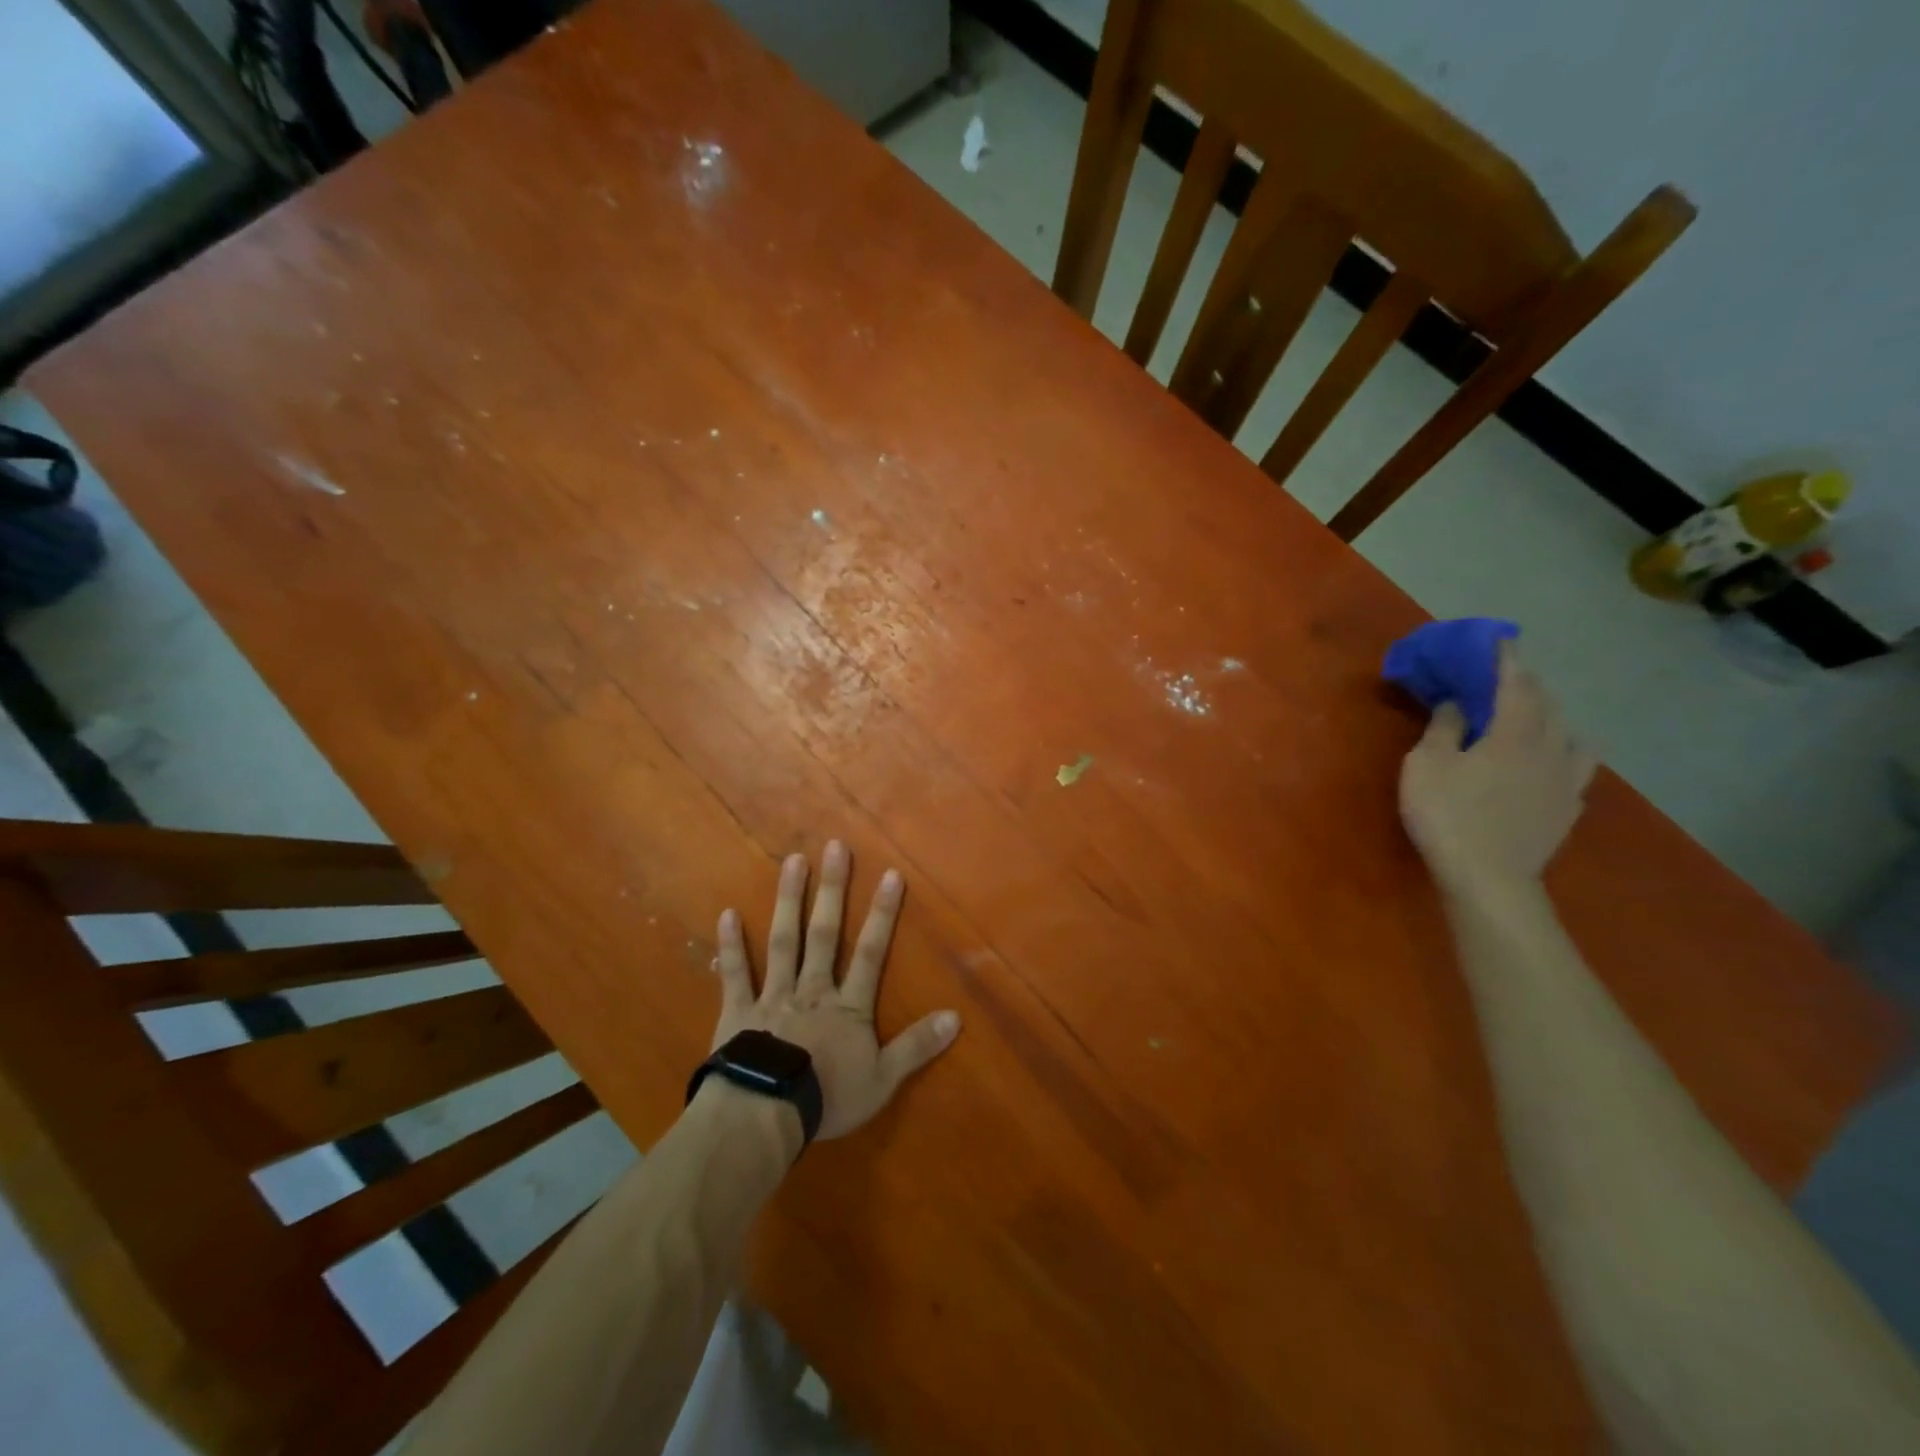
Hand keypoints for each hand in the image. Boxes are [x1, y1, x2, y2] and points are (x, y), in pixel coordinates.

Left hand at [710, 843, 959, 1140]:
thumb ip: (917, 1046)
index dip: (883, 913)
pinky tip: (727, 913)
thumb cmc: (828, 1097)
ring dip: (789, 901)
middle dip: (832, 890)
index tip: (890, 874)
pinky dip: (731, 945)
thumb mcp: (883, 1079)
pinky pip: (735, 974)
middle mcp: (812, 989)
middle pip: (825, 934)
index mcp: (848, 1006)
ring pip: (783, 941)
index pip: (871, 952)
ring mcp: (773, 996)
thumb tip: (956, 1017)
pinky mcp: (739, 1011)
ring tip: (792, 862)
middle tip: (835, 848)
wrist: (765, 1114)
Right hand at [1399, 644, 1596, 895]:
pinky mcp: (1567, 810)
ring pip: (1571, 736)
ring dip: (1554, 718)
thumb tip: (1458, 703)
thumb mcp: (1426, 766)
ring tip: (1538, 718)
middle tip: (1509, 675)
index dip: (1506, 660)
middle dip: (1528, 685)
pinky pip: (1575, 770)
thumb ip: (1444, 729)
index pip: (1515, 685)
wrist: (1489, 878)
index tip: (1501, 640)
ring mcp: (1564, 782)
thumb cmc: (1448, 815)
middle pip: (1547, 706)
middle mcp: (1548, 750)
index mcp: (1513, 734)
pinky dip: (1564, 755)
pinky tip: (1552, 764)